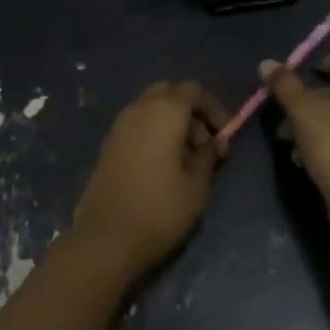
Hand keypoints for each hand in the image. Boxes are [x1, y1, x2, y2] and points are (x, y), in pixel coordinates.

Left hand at [74, 81, 227, 278]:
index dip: (213, 107)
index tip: (224, 134)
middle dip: (191, 111)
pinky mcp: (108, 145)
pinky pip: (137, 125)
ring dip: (172, 123)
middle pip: (169, 93)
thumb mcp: (197, 185)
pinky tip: (162, 167)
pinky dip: (154, 134)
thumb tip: (214, 142)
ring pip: (151, 108)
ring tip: (185, 160)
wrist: (105, 239)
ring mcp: (119, 126)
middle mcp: (139, 109)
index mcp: (164, 111)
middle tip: (204, 144)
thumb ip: (209, 156)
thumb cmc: (159, 209)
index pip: (193, 90)